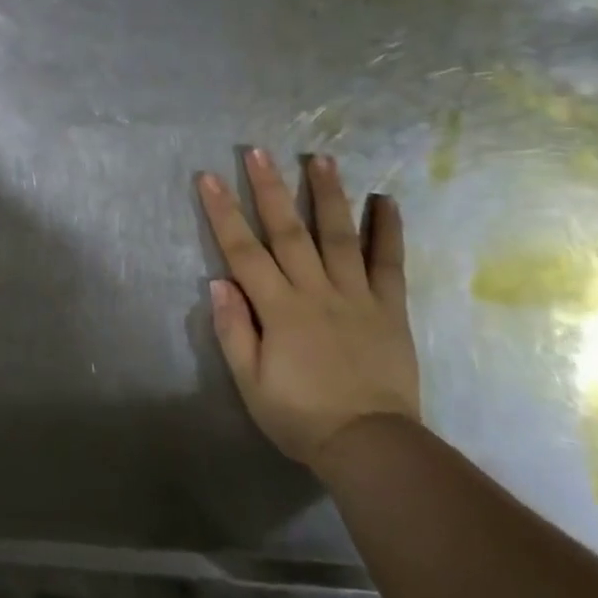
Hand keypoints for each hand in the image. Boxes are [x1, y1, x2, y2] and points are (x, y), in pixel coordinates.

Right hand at [197, 150, 419, 468]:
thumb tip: (219, 282)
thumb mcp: (251, 383)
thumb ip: (234, 330)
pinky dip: (387, 230)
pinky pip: (389, 263)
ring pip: (338, 235)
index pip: (243, 251)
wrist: (371, 446)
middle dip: (270, 188)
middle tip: (258, 151)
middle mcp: (316, 291)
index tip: (209, 178)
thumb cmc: (301, 416)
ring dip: (328, 194)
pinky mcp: (389, 308)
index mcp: (279, 309)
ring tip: (321, 158)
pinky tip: (385, 201)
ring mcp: (356, 296)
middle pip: (288, 231)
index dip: (223, 212)